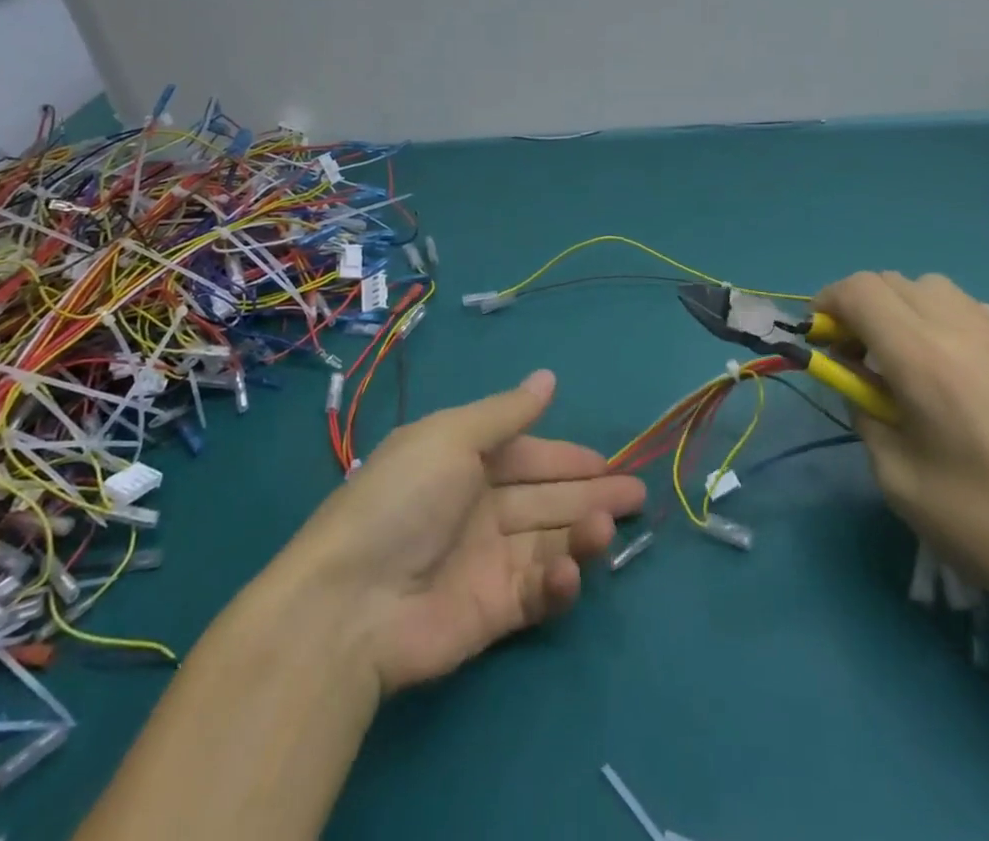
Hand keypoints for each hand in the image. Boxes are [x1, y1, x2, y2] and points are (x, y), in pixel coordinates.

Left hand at [285, 370, 645, 692]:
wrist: (351, 604)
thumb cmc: (403, 501)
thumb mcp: (452, 438)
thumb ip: (506, 412)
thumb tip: (549, 376)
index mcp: (464, 463)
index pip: (527, 456)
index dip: (565, 457)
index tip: (606, 459)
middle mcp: (478, 508)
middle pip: (546, 498)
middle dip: (590, 493)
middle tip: (637, 494)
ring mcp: (487, 561)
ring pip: (548, 540)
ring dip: (582, 531)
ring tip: (609, 525)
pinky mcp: (493, 611)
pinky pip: (537, 590)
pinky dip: (559, 580)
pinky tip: (571, 570)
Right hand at [818, 271, 988, 617]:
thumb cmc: (980, 521)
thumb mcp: (895, 476)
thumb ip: (863, 410)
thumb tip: (855, 379)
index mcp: (922, 358)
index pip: (860, 291)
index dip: (828, 303)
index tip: (820, 339)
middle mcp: (962, 330)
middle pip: (892, 281)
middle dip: (860, 307)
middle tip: (856, 355)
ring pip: (934, 288)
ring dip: (903, 309)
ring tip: (905, 360)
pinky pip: (971, 311)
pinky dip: (943, 322)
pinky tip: (954, 372)